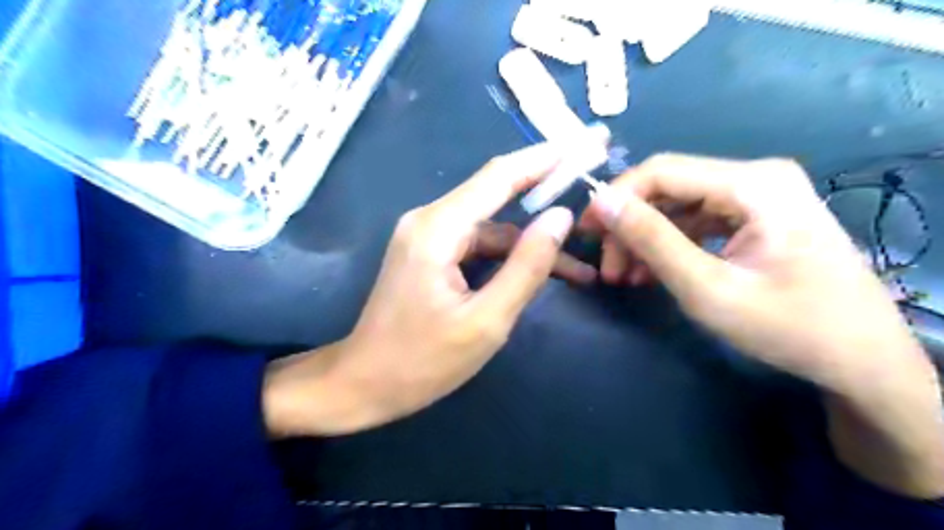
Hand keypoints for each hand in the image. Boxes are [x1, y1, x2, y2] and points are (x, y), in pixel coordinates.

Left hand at [261, 141, 595, 439]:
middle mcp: (429, 220)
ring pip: (492, 228)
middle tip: (593, 190)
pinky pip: (478, 244)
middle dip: (547, 195)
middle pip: (497, 196)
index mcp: (438, 228)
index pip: (500, 177)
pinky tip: (537, 274)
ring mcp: (427, 236)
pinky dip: (508, 257)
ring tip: (579, 270)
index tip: (587, 142)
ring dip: (531, 244)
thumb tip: (561, 218)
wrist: (364, 383)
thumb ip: (526, 267)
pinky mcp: (430, 253)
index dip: (547, 157)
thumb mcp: (486, 321)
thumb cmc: (422, 361)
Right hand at [583, 154, 943, 497]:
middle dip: (630, 227)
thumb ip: (651, 240)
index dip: (616, 197)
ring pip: (679, 206)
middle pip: (669, 188)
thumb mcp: (707, 288)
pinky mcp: (758, 215)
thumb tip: (602, 202)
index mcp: (753, 183)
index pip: (661, 171)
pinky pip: (698, 220)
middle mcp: (757, 176)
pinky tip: (652, 272)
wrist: (862, 361)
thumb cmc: (789, 328)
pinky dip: (670, 245)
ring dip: (646, 239)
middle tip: (607, 269)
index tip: (586, 232)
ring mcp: (760, 195)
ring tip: (625, 278)